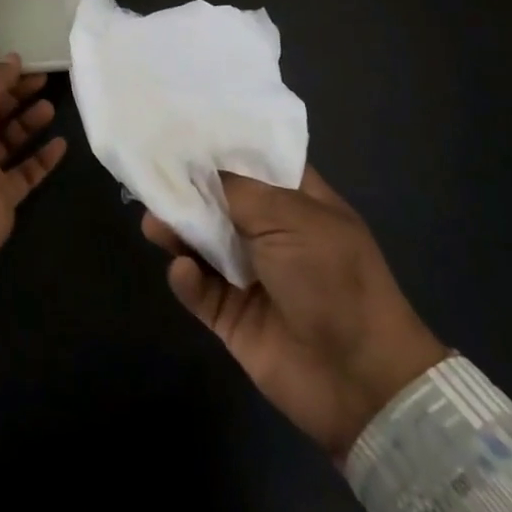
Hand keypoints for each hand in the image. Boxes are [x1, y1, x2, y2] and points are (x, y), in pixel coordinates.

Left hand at [0, 56, 66, 255]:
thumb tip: (13, 60)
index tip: (27, 65)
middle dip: (17, 95)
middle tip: (44, 81)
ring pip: (9, 140)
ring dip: (29, 123)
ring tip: (49, 108)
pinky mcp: (1, 194)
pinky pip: (25, 171)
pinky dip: (42, 158)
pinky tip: (60, 144)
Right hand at [142, 168, 445, 459]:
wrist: (360, 379)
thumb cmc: (333, 279)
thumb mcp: (290, 218)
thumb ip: (237, 191)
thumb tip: (197, 169)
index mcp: (298, 204)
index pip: (254, 165)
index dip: (221, 149)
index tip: (179, 132)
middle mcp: (272, 235)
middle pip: (219, 204)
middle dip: (187, 191)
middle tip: (150, 179)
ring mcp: (251, 278)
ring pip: (202, 245)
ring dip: (178, 233)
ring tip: (153, 224)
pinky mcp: (233, 318)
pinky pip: (200, 291)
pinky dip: (187, 280)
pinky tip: (183, 272)